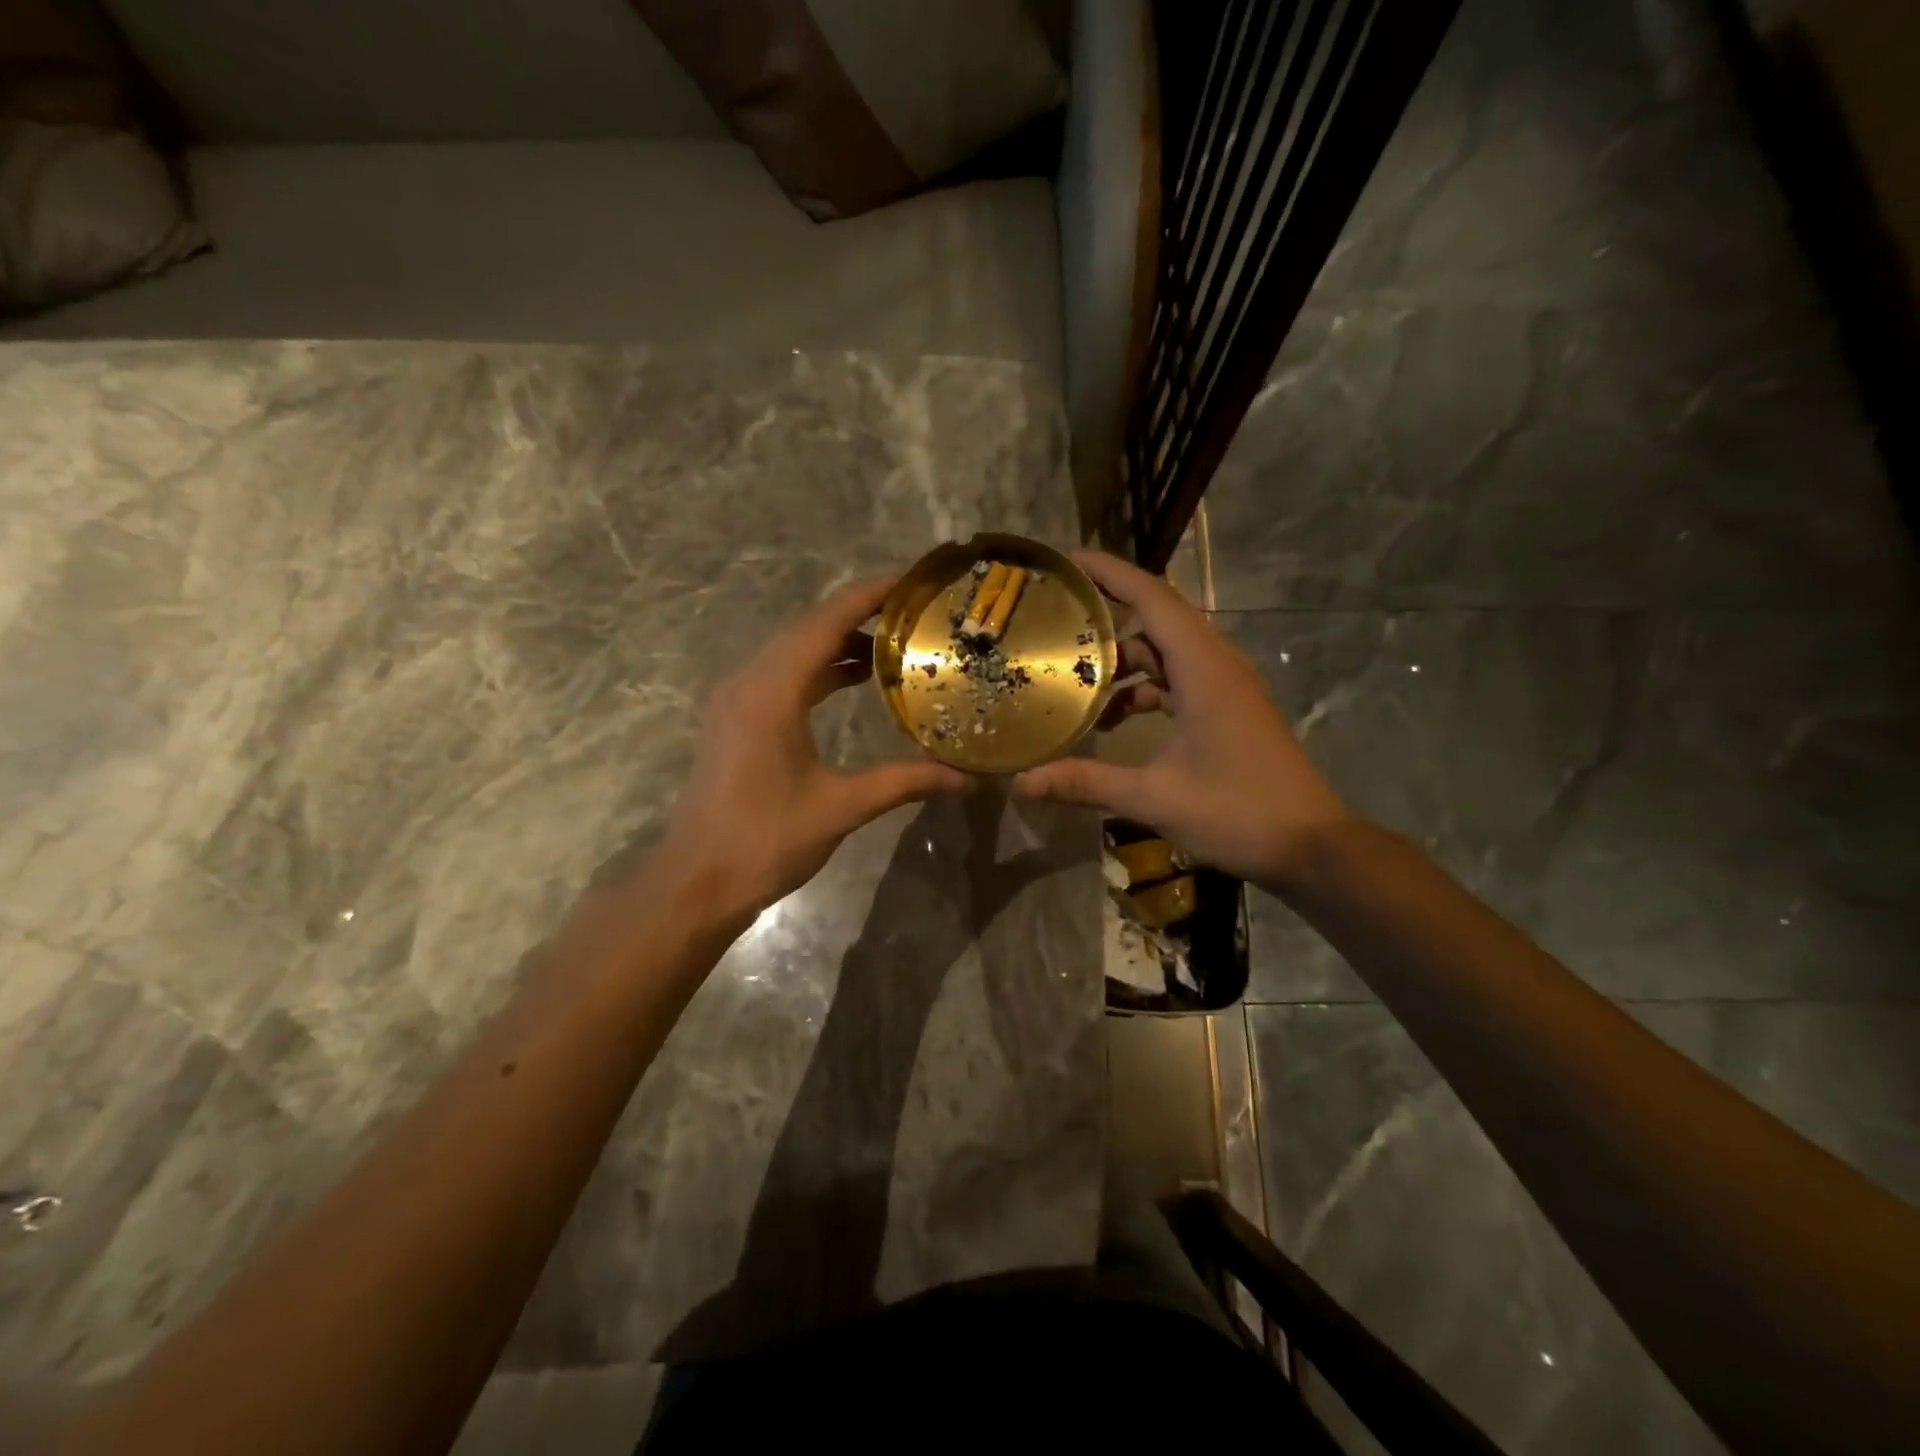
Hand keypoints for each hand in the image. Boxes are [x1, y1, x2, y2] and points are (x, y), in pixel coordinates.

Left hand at [659, 577, 967, 927]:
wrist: (698, 881)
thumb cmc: (766, 841)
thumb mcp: (842, 807)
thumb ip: (904, 782)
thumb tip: (966, 778)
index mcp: (772, 692)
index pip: (826, 624)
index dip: (869, 596)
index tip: (912, 581)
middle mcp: (749, 682)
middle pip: (808, 629)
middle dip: (860, 613)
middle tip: (914, 611)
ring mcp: (737, 699)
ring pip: (793, 651)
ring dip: (838, 641)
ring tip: (893, 642)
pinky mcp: (736, 718)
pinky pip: (783, 675)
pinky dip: (819, 668)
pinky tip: (853, 678)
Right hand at [1013, 551, 1346, 889]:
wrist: (1311, 846)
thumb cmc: (1239, 812)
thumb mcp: (1155, 797)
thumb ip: (1086, 783)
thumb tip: (1022, 782)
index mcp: (1204, 669)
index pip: (1153, 598)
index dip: (1110, 573)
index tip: (1066, 562)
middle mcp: (1217, 665)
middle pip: (1155, 620)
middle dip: (1105, 619)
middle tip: (1053, 625)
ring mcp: (1225, 687)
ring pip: (1165, 653)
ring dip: (1122, 663)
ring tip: (1072, 682)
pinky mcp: (1227, 709)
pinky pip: (1177, 680)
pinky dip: (1143, 690)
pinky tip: (1111, 722)